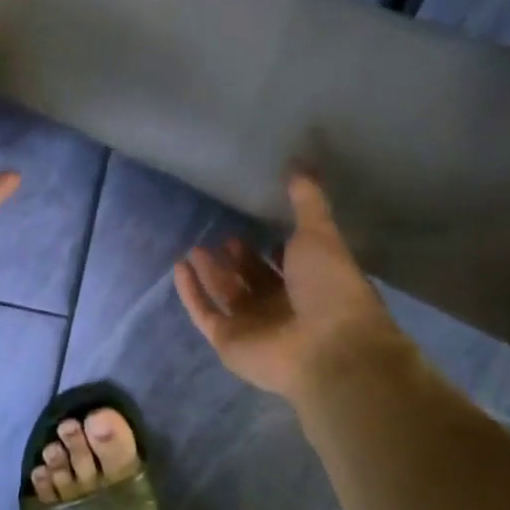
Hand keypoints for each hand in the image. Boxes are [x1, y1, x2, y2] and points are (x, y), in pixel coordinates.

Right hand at [174, 171, 410, 402]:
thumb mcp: (320, 232)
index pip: (287, 265)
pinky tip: (180, 268)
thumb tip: (301, 163)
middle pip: (254, 281)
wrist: (328, 346)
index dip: (273, 249)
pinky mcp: (228, 342)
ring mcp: (254, 327)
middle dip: (237, 260)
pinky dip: (191, 292)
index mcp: (311, 284)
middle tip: (222, 236)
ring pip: (226, 295)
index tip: (255, 227)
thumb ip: (307, 201)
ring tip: (195, 248)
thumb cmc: (329, 286)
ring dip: (211, 273)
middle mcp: (282, 307)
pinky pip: (204, 313)